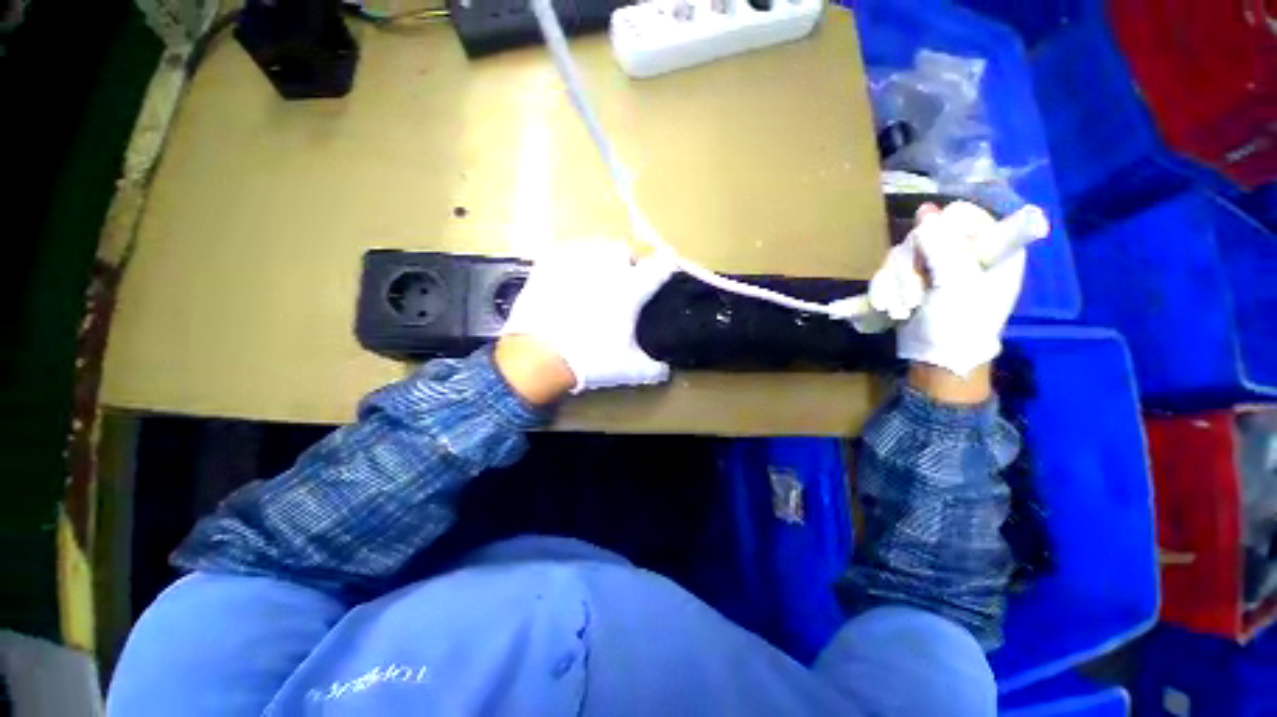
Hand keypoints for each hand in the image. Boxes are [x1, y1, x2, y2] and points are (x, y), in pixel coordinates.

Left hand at [497, 239, 675, 401]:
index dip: (666, 266)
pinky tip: (570, 277)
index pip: (659, 266)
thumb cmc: (590, 359)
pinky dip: (572, 261)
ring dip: (600, 258)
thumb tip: (665, 371)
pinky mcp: (548, 264)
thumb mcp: (629, 369)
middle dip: (627, 262)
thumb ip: (653, 369)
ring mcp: (575, 262)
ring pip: (595, 246)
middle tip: (624, 281)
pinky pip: (566, 252)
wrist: (539, 356)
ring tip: (597, 277)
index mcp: (630, 289)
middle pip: (624, 249)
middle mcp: (606, 268)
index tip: (666, 268)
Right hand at [865, 201, 1025, 380]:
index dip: (943, 230)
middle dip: (910, 267)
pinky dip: (883, 290)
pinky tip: (886, 308)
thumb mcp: (957, 283)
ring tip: (900, 308)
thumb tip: (926, 211)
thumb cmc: (959, 323)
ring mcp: (934, 267)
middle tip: (915, 293)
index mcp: (990, 248)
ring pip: (900, 255)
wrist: (936, 359)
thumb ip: (944, 245)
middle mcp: (962, 252)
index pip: (963, 215)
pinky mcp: (910, 281)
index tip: (933, 255)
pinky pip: (887, 271)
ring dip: (895, 283)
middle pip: (924, 235)